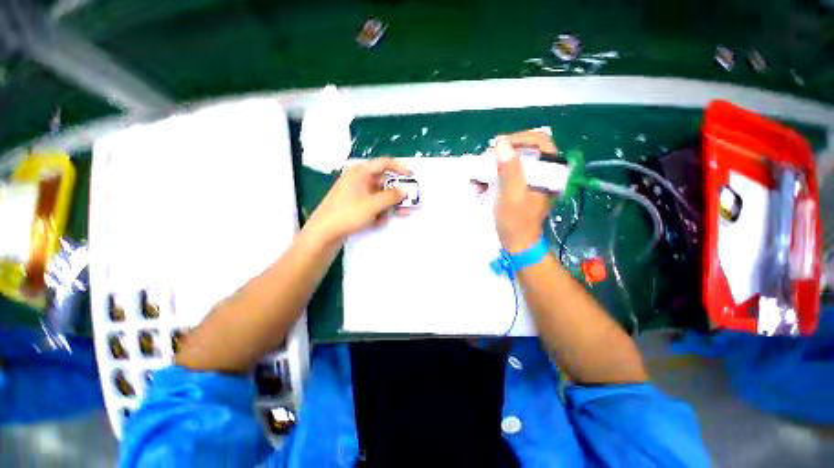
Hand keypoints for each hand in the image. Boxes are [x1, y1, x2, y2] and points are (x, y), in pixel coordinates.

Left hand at [306, 158, 410, 242]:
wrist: (324, 232)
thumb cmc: (348, 213)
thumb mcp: (373, 205)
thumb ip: (391, 196)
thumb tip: (405, 191)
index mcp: (360, 172)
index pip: (384, 163)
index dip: (399, 168)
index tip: (412, 176)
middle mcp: (358, 179)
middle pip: (383, 181)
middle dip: (396, 193)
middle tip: (409, 200)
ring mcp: (355, 192)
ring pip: (378, 195)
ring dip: (389, 204)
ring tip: (401, 214)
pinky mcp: (353, 204)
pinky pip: (371, 204)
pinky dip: (378, 211)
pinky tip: (379, 222)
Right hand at [492, 132, 558, 251]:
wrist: (517, 243)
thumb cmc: (516, 222)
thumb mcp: (511, 196)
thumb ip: (509, 170)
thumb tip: (501, 143)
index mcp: (550, 172)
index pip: (539, 141)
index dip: (518, 139)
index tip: (497, 146)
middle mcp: (544, 173)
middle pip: (524, 150)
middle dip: (501, 156)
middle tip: (485, 163)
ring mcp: (532, 180)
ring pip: (513, 162)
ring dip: (493, 167)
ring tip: (479, 178)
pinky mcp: (521, 188)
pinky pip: (507, 175)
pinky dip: (492, 177)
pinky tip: (481, 186)